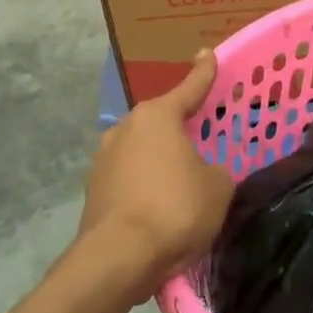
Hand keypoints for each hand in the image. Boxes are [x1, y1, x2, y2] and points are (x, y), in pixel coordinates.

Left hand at [79, 51, 233, 300]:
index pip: (190, 87)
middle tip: (202, 134)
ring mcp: (104, 158)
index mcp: (158, 116)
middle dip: (181, 126)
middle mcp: (126, 128)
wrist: (118, 258)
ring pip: (143, 150)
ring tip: (181, 180)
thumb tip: (204, 173)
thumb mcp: (218, 187)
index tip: (208, 54)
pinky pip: (129, 177)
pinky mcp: (93, 189)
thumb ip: (217, 170)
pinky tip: (158, 206)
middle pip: (162, 120)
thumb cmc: (175, 209)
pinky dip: (145, 185)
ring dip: (160, 159)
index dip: (204, 72)